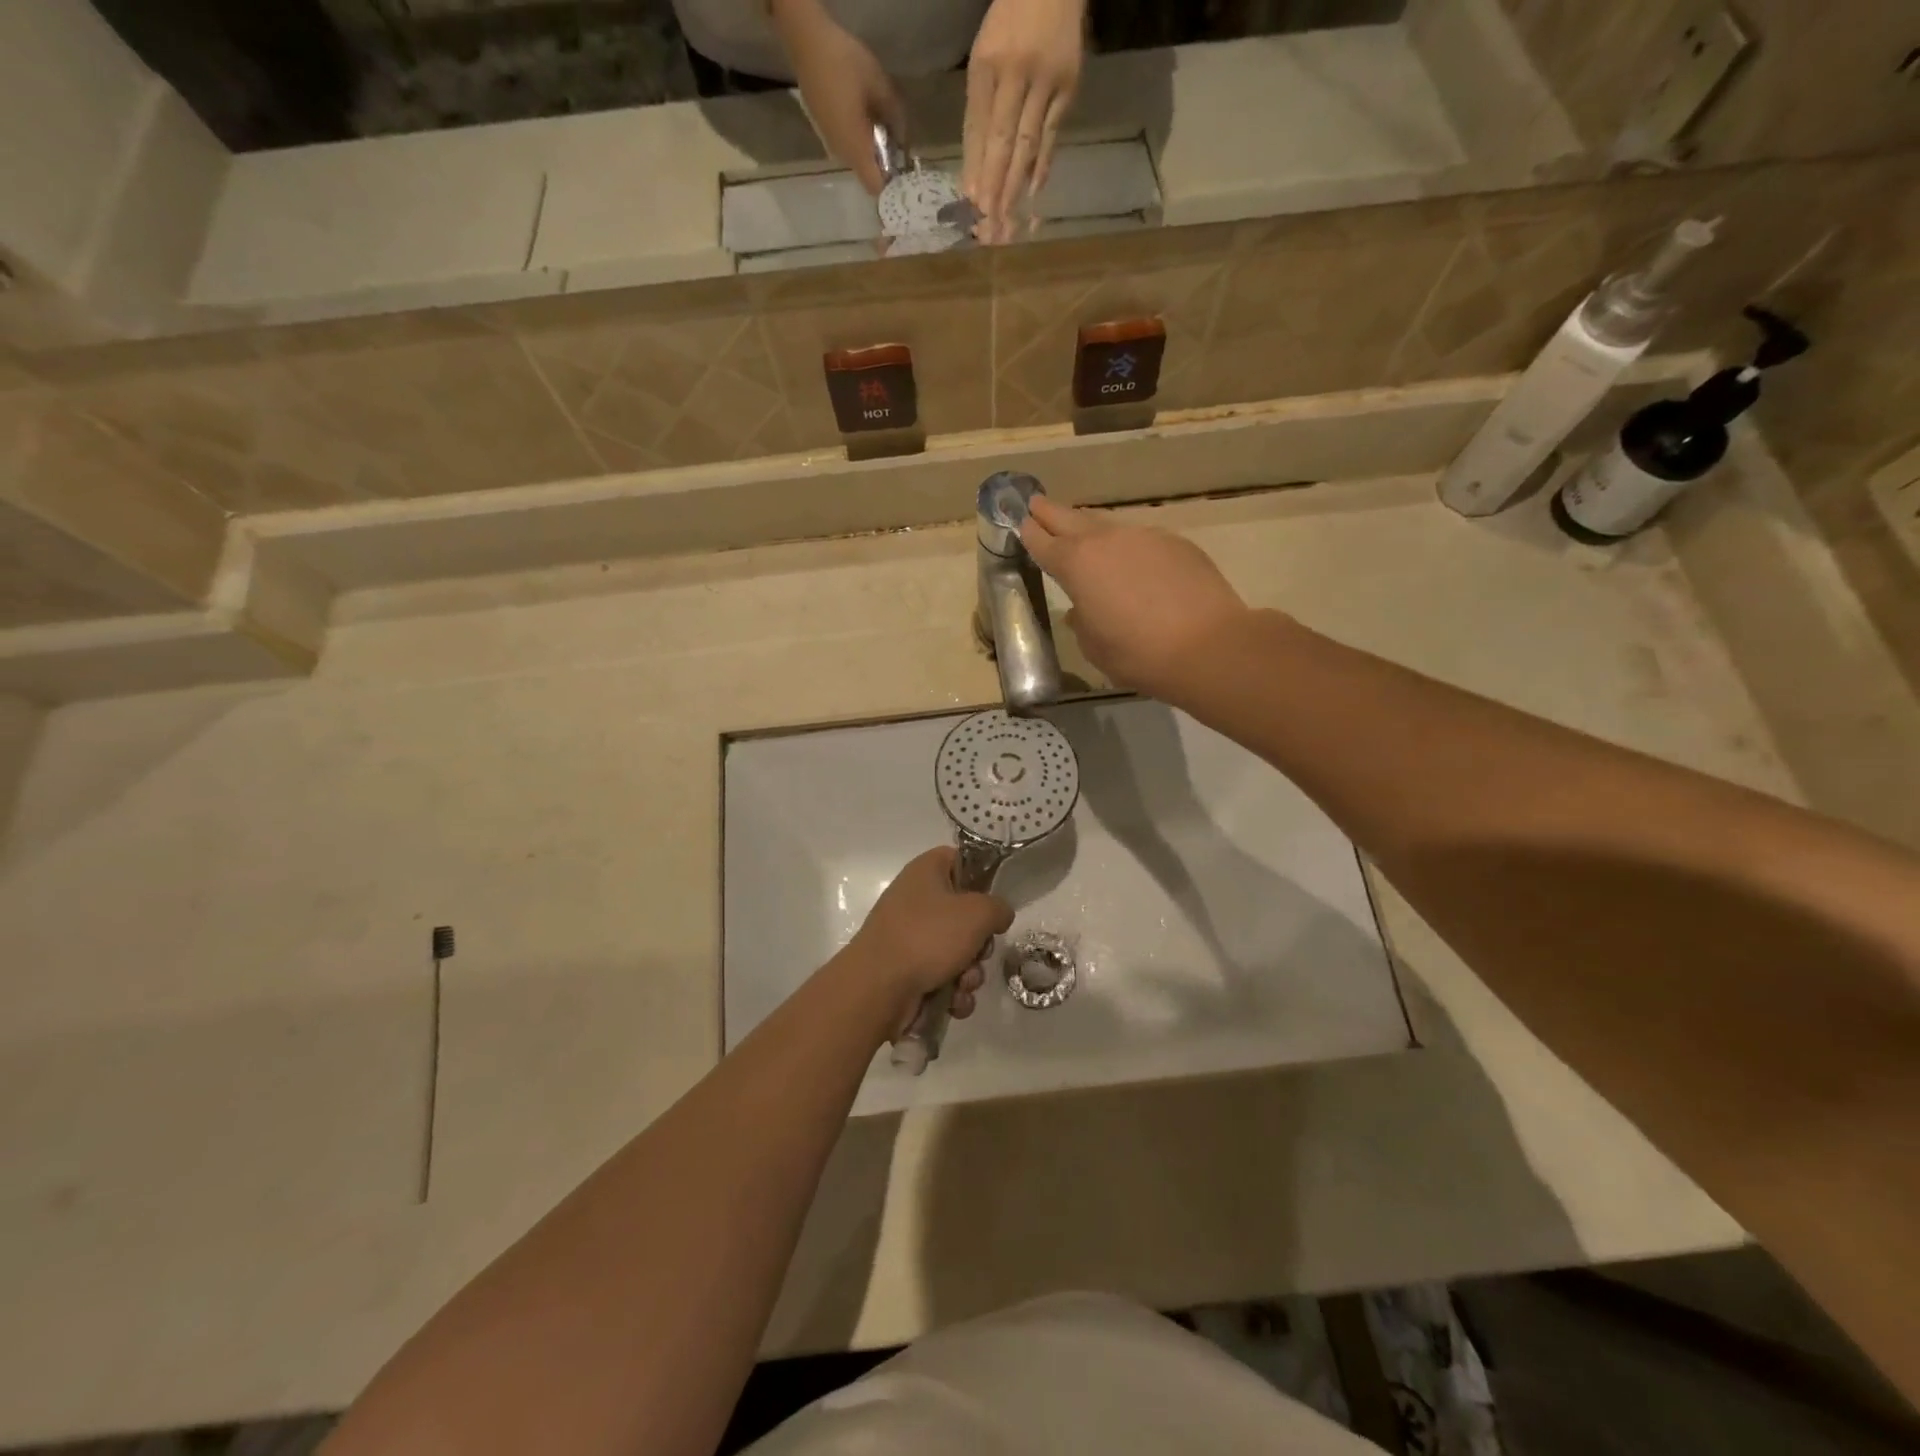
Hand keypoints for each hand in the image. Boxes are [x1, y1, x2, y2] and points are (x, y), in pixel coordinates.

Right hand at [773, 0, 905, 194]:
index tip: (902, 172)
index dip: (890, 186)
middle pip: (866, 174)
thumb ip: (895, 115)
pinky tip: (861, 117)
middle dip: (882, 166)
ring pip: (856, 161)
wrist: (807, 43)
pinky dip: (857, 141)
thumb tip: (903, 137)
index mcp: (856, 149)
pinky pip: (846, 147)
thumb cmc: (845, 64)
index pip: (875, 187)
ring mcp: (830, 143)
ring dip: (869, 151)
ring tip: (879, 127)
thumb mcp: (880, 85)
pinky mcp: (823, 131)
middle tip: (895, 144)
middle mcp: (842, 154)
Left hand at [840, 847, 1012, 1030]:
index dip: (981, 877)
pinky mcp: (907, 971)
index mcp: (926, 872)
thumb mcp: (977, 913)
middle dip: (980, 942)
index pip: (959, 860)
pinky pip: (943, 977)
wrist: (878, 988)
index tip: (994, 900)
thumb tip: (998, 915)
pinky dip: (952, 992)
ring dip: (970, 973)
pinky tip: (953, 1002)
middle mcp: (916, 900)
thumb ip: (998, 908)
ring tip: (963, 984)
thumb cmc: (928, 937)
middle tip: (980, 952)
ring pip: (958, 951)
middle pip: (964, 914)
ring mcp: (909, 937)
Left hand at [963, 0, 1084, 224]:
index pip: (977, 128)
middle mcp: (1014, 73)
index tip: (969, 205)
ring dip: (1015, 186)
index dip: (973, 169)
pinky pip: (1052, 134)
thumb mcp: (985, 59)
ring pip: (1026, 143)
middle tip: (987, 224)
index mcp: (986, 65)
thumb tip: (976, 168)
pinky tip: (1032, 193)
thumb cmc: (1010, 26)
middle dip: (993, 186)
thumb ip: (980, 109)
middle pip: (1001, 141)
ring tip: (1006, 219)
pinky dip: (1041, 165)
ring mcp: (1044, 81)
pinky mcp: (1068, 86)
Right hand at [1021, 496, 1252, 697]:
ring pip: (1110, 526)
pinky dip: (1130, 548)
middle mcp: (1108, 541)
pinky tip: (1135, 565)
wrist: (1207, 646)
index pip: (1044, 543)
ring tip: (1085, 533)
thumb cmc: (1137, 654)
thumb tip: (1082, 609)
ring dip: (1092, 529)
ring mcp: (1145, 537)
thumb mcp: (1094, 647)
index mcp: (1077, 565)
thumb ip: (1082, 622)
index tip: (1022, 523)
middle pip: (1072, 519)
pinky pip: (1143, 540)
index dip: (1030, 533)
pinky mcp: (1177, 544)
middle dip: (1051, 512)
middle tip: (1036, 503)